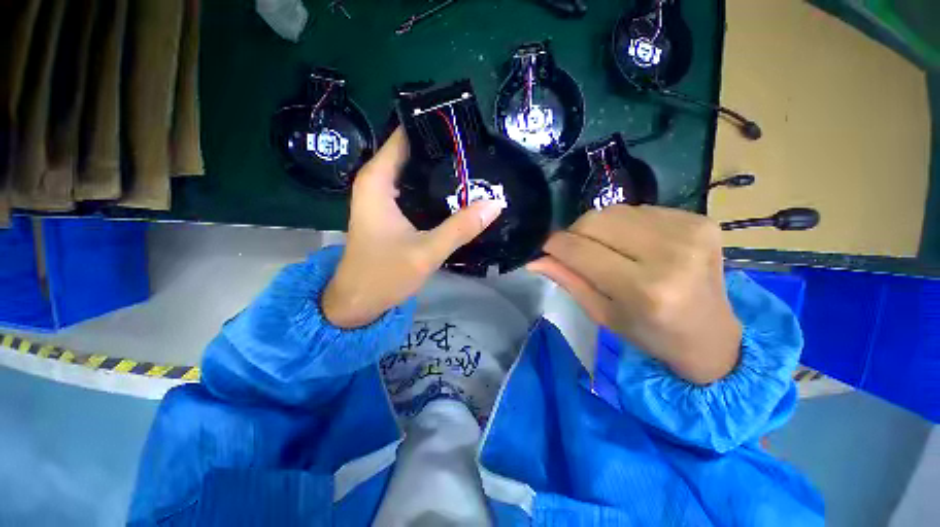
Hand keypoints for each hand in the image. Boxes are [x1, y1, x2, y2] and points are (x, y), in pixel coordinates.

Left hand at [322, 129, 504, 327]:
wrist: (358, 301)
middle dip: (443, 150)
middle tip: (478, 149)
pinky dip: (434, 188)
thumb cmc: (383, 275)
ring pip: (415, 171)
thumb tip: (495, 203)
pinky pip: (414, 189)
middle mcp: (376, 181)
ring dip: (440, 170)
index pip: (405, 136)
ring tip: (474, 166)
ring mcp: (383, 197)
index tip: (465, 127)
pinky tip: (457, 192)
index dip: (433, 129)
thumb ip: (460, 228)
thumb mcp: (426, 252)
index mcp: (377, 181)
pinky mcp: (390, 211)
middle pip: (412, 152)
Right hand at [528, 205, 741, 384]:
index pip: (580, 250)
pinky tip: (634, 244)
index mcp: (643, 289)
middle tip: (575, 250)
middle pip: (595, 220)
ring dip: (599, 228)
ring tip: (606, 249)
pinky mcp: (698, 218)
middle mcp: (670, 254)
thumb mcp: (601, 314)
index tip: (545, 247)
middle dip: (575, 233)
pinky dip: (625, 225)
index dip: (554, 245)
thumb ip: (567, 281)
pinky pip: (639, 210)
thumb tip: (535, 260)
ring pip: (614, 211)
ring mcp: (689, 230)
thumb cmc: (650, 333)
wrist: (710, 334)